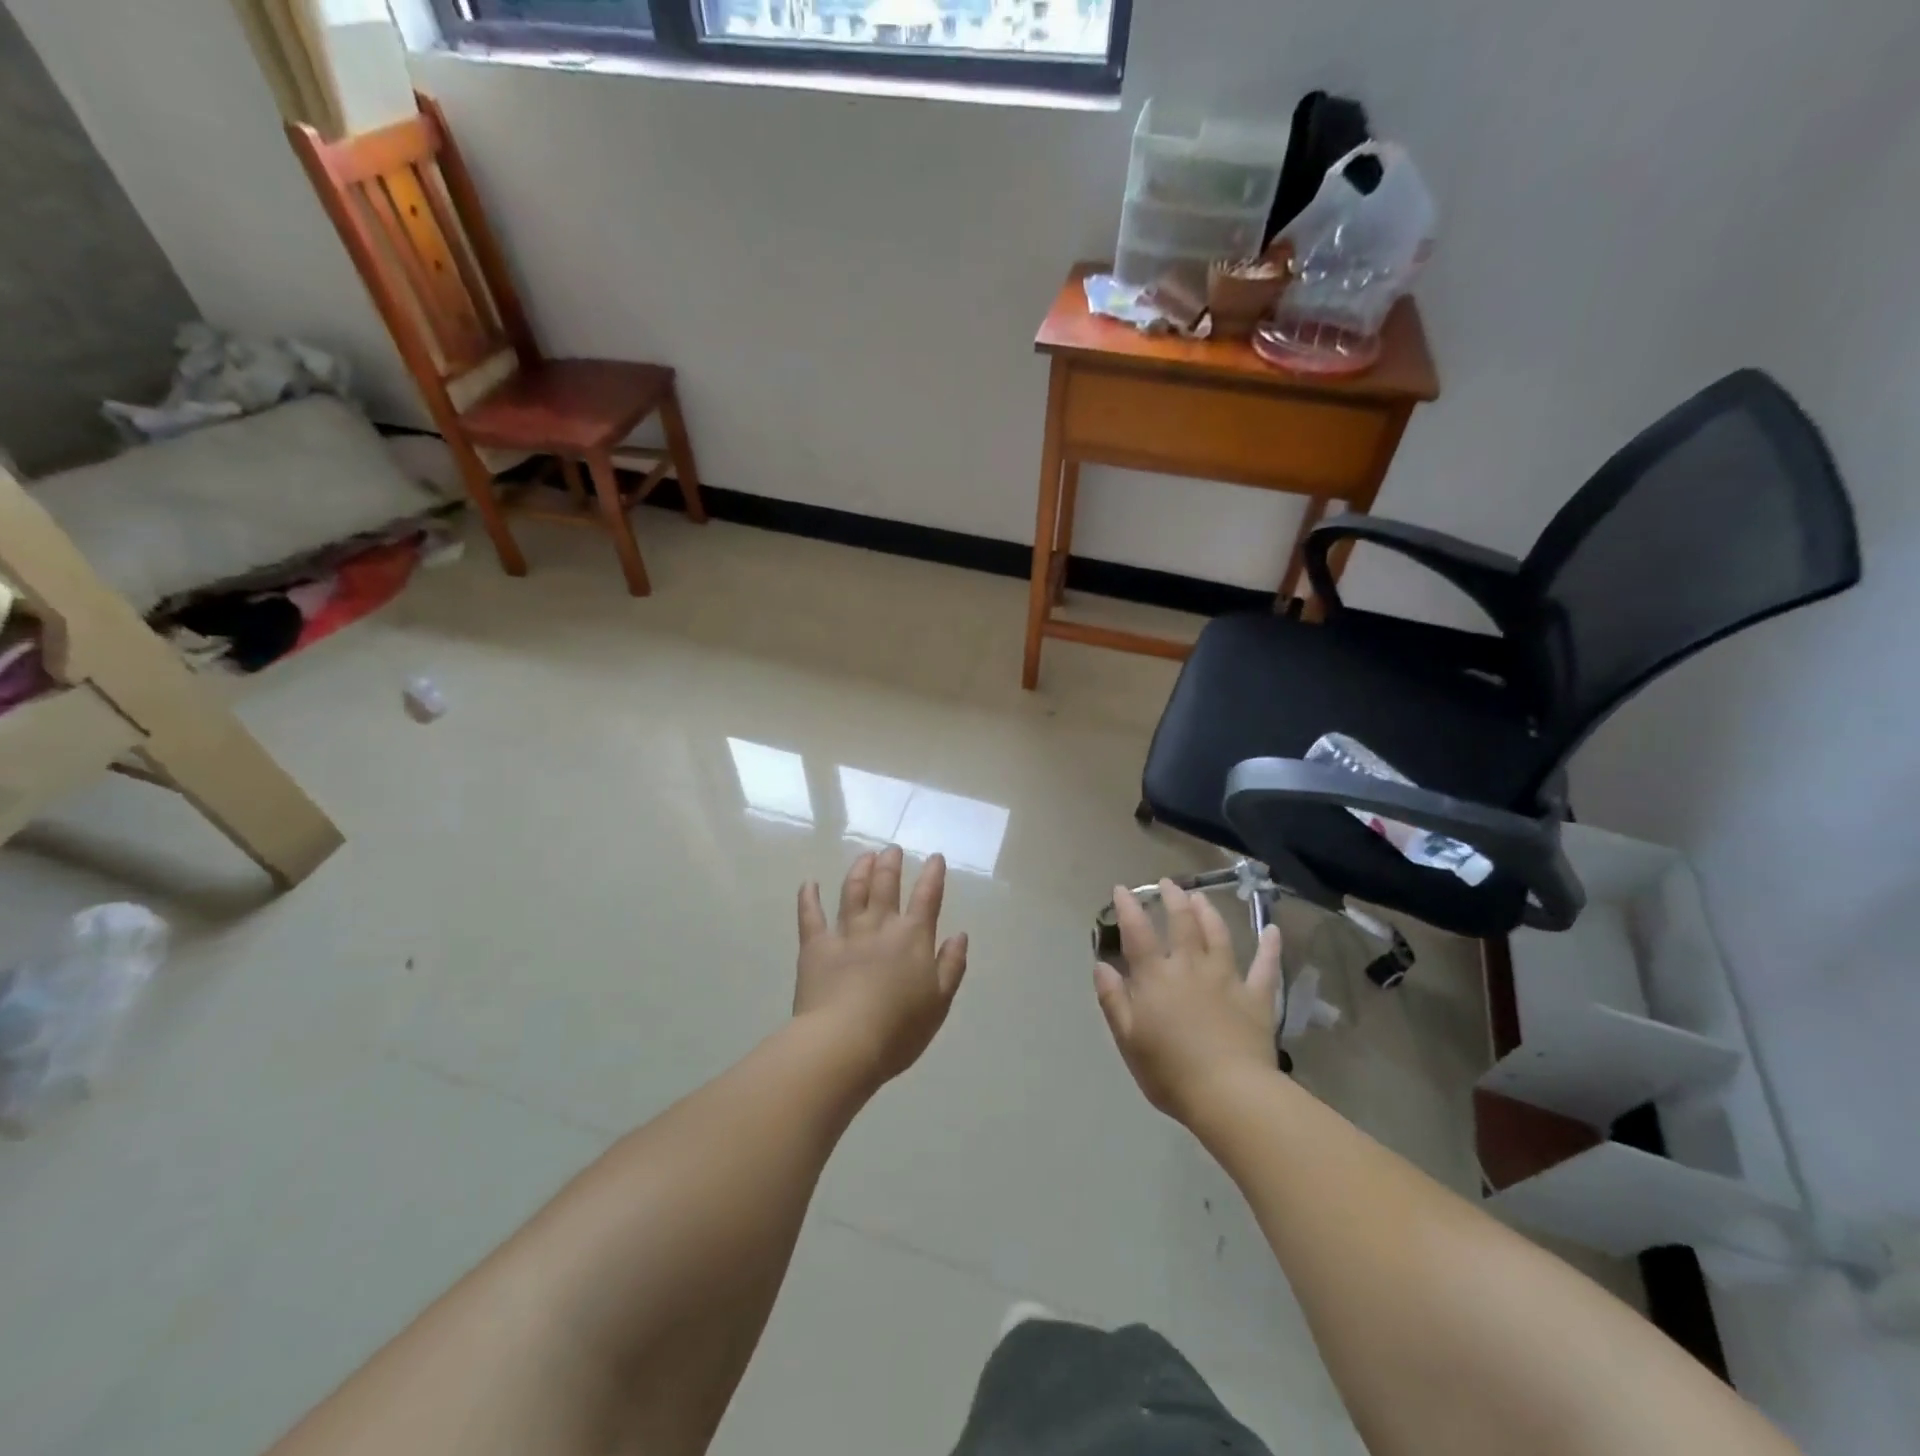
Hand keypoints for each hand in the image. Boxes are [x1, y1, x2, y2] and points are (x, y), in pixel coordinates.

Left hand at [795, 846, 969, 1088]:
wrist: (844, 1043)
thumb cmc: (899, 1030)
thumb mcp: (939, 1002)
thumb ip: (951, 965)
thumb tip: (959, 934)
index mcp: (913, 938)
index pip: (927, 897)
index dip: (933, 875)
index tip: (935, 857)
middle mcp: (880, 927)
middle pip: (886, 885)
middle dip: (891, 864)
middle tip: (892, 850)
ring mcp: (845, 933)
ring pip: (852, 892)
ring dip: (859, 870)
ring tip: (864, 856)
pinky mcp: (815, 947)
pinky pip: (811, 916)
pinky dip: (809, 897)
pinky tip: (809, 883)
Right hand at [1093, 880, 1281, 1122]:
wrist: (1229, 1094)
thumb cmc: (1170, 1071)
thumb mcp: (1128, 1039)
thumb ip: (1113, 999)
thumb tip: (1101, 965)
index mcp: (1156, 977)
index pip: (1138, 932)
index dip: (1128, 907)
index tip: (1122, 889)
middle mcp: (1190, 967)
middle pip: (1182, 923)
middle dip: (1173, 899)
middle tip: (1168, 883)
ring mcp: (1226, 978)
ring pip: (1218, 934)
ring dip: (1209, 912)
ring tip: (1201, 896)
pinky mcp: (1256, 997)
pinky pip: (1265, 966)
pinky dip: (1269, 946)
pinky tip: (1272, 930)